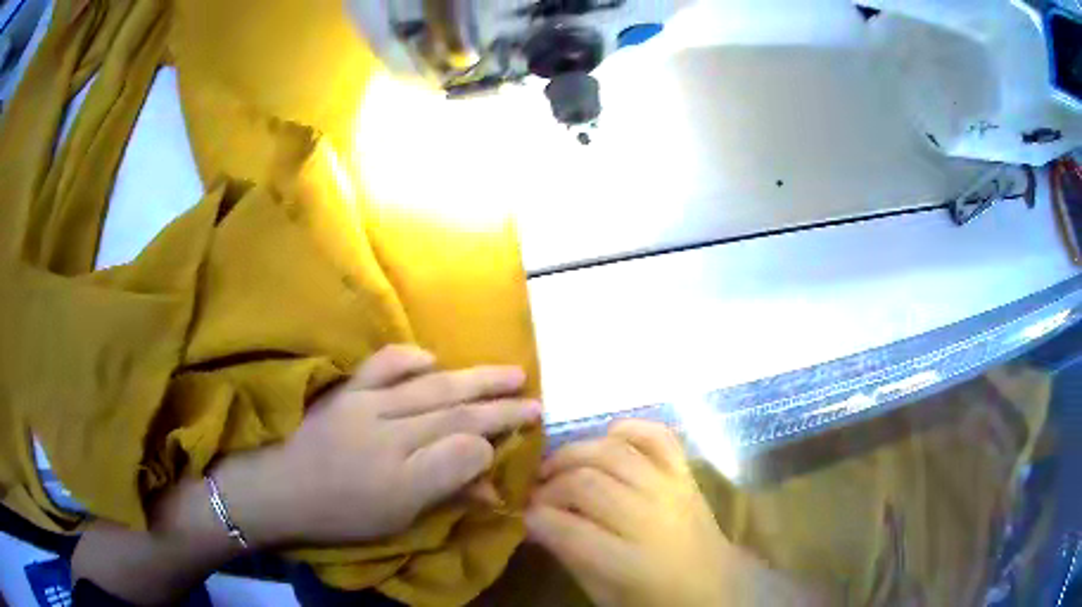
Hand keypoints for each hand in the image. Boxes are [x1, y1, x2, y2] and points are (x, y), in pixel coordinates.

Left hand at [216, 345, 540, 546]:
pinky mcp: (346, 391)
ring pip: (432, 388)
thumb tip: (486, 485)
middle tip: (535, 397)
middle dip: (500, 406)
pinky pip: (383, 366)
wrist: (274, 487)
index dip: (498, 441)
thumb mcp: (394, 521)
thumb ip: (442, 496)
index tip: (523, 435)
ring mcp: (366, 405)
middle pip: (457, 413)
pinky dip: (411, 359)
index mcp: (403, 475)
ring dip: (473, 379)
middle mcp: (391, 433)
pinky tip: (433, 358)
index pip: (465, 449)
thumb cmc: (336, 514)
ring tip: (508, 371)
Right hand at [526, 421, 823, 606]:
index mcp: (628, 562)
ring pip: (613, 453)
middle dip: (550, 486)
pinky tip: (606, 438)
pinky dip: (629, 429)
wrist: (713, 589)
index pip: (567, 529)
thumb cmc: (653, 600)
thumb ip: (569, 554)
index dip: (536, 518)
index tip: (523, 516)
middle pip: (587, 484)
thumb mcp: (602, 593)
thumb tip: (535, 520)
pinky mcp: (686, 475)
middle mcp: (651, 519)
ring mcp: (672, 490)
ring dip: (575, 454)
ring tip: (557, 467)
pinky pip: (658, 436)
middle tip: (536, 493)